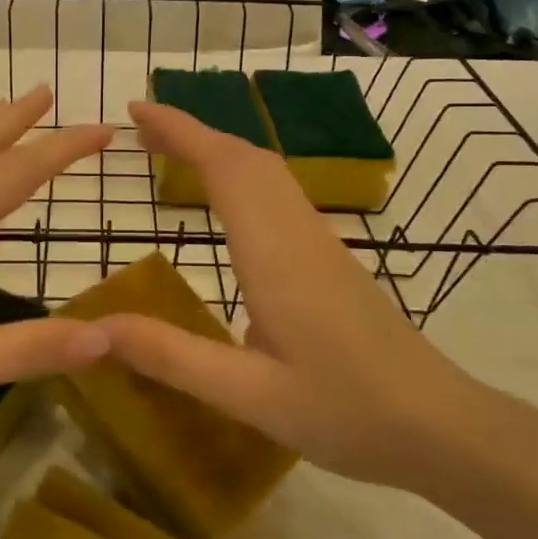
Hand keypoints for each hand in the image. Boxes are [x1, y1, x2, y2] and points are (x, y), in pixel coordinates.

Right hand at [100, 100, 484, 489]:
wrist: (442, 428)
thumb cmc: (346, 411)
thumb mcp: (249, 396)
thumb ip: (171, 357)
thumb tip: (95, 328)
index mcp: (274, 254)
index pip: (224, 167)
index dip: (179, 130)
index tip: (137, 111)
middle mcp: (298, 234)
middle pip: (246, 157)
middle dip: (193, 131)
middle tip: (141, 129)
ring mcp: (321, 243)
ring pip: (267, 172)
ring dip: (218, 150)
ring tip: (172, 154)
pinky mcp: (332, 259)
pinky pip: (279, 194)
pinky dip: (241, 175)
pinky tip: (227, 204)